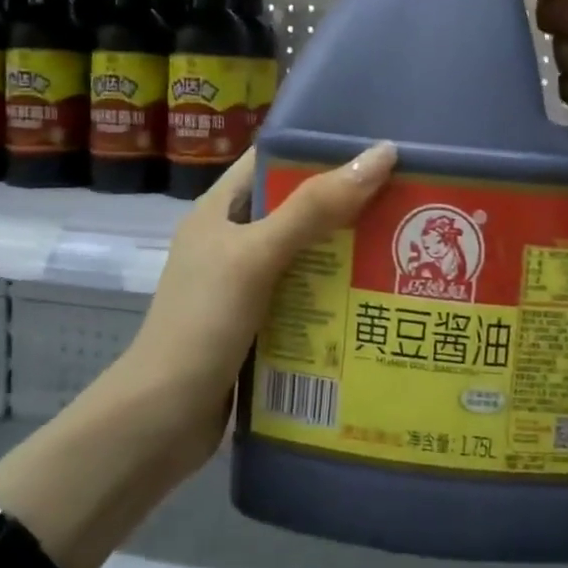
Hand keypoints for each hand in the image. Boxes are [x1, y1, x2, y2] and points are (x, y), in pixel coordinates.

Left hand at [121, 142, 397, 474]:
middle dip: (347, 204)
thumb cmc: (203, 324)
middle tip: (406, 199)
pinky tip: (378, 298)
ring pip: (306, 255)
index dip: (319, 149)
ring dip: (347, 252)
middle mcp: (231, 242)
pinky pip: (305, 297)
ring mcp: (244, 286)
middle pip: (297, 208)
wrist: (161, 420)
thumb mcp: (257, 256)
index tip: (376, 148)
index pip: (272, 160)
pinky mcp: (258, 324)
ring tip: (404, 245)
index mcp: (220, 211)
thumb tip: (380, 155)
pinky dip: (337, 294)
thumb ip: (313, 208)